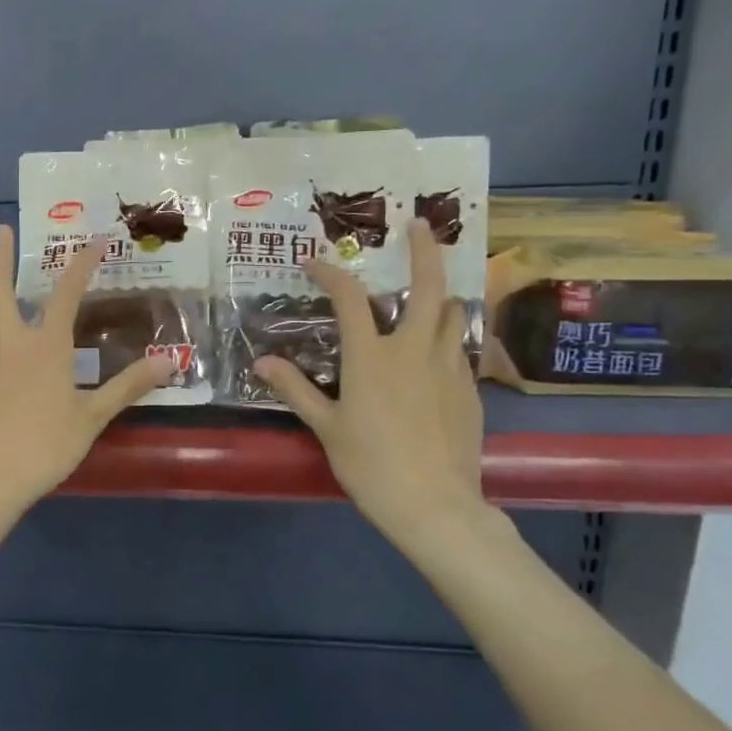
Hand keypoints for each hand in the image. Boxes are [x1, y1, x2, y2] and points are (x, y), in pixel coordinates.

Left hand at [0, 226, 174, 515]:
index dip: (81, 264)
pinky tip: (0, 362)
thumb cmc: (46, 446)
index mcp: (44, 348)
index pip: (65, 294)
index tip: (96, 241)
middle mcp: (11, 347)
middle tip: (1, 231)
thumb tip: (168, 360)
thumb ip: (128, 387)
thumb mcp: (93, 417)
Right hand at [255, 221, 487, 544]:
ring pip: (453, 313)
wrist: (435, 506)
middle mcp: (414, 349)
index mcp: (372, 356)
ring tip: (430, 290)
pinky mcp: (470, 388)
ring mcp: (448, 367)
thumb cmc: (371, 465)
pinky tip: (435, 351)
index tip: (314, 261)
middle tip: (420, 224)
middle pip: (427, 286)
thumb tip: (261, 363)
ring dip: (440, 294)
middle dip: (424, 250)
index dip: (330, 272)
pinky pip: (458, 347)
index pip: (349, 297)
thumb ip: (295, 389)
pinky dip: (446, 335)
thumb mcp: (327, 427)